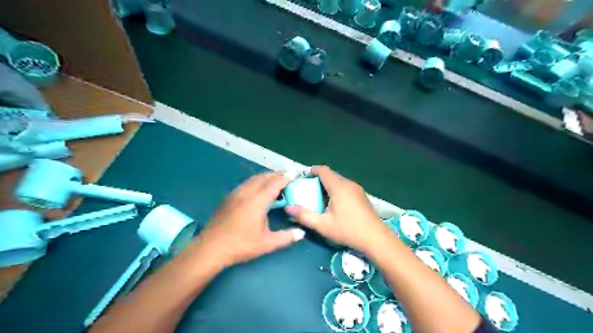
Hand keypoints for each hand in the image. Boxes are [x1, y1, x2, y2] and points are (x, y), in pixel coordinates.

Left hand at [196, 172, 305, 267]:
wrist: (211, 248)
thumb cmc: (240, 245)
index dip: (285, 177)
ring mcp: (235, 194)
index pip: (274, 184)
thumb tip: (301, 233)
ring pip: (253, 179)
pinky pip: (245, 183)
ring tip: (274, 179)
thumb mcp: (266, 243)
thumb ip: (286, 237)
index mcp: (258, 201)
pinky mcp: (228, 198)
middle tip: (286, 175)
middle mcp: (247, 193)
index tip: (294, 173)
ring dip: (265, 176)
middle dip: (276, 174)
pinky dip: (255, 181)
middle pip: (263, 177)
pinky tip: (256, 188)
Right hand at [287, 165, 389, 253]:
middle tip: (307, 190)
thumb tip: (288, 209)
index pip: (323, 170)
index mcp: (339, 187)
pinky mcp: (361, 195)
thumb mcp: (323, 225)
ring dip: (327, 185)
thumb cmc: (348, 230)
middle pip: (330, 175)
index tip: (302, 177)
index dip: (311, 171)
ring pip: (338, 181)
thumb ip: (304, 216)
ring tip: (317, 197)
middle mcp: (348, 184)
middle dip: (317, 180)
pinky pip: (345, 187)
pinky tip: (332, 204)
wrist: (375, 238)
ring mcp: (357, 189)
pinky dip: (335, 190)